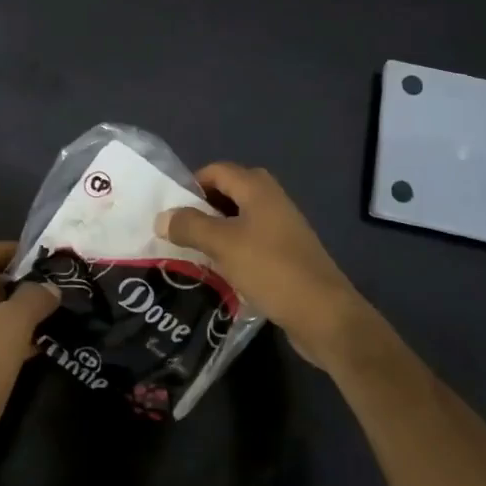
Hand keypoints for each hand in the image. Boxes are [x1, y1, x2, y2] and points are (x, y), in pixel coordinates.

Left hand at [0, 242, 58, 485]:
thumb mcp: (11, 327)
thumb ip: (32, 299)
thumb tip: (48, 287)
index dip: (3, 249)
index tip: (33, 255)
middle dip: (7, 281)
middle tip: (38, 287)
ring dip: (8, 311)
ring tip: (42, 318)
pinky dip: (4, 338)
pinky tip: (31, 351)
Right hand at [159, 164, 369, 366]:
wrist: (324, 314)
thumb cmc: (271, 269)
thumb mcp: (223, 245)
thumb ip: (189, 226)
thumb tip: (161, 217)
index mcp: (258, 188)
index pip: (216, 170)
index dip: (191, 185)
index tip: (170, 211)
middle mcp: (271, 200)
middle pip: (228, 192)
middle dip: (202, 208)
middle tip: (179, 230)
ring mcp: (282, 228)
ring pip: (239, 219)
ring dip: (216, 231)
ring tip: (193, 252)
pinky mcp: (286, 254)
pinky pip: (251, 241)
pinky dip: (233, 249)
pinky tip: (220, 271)